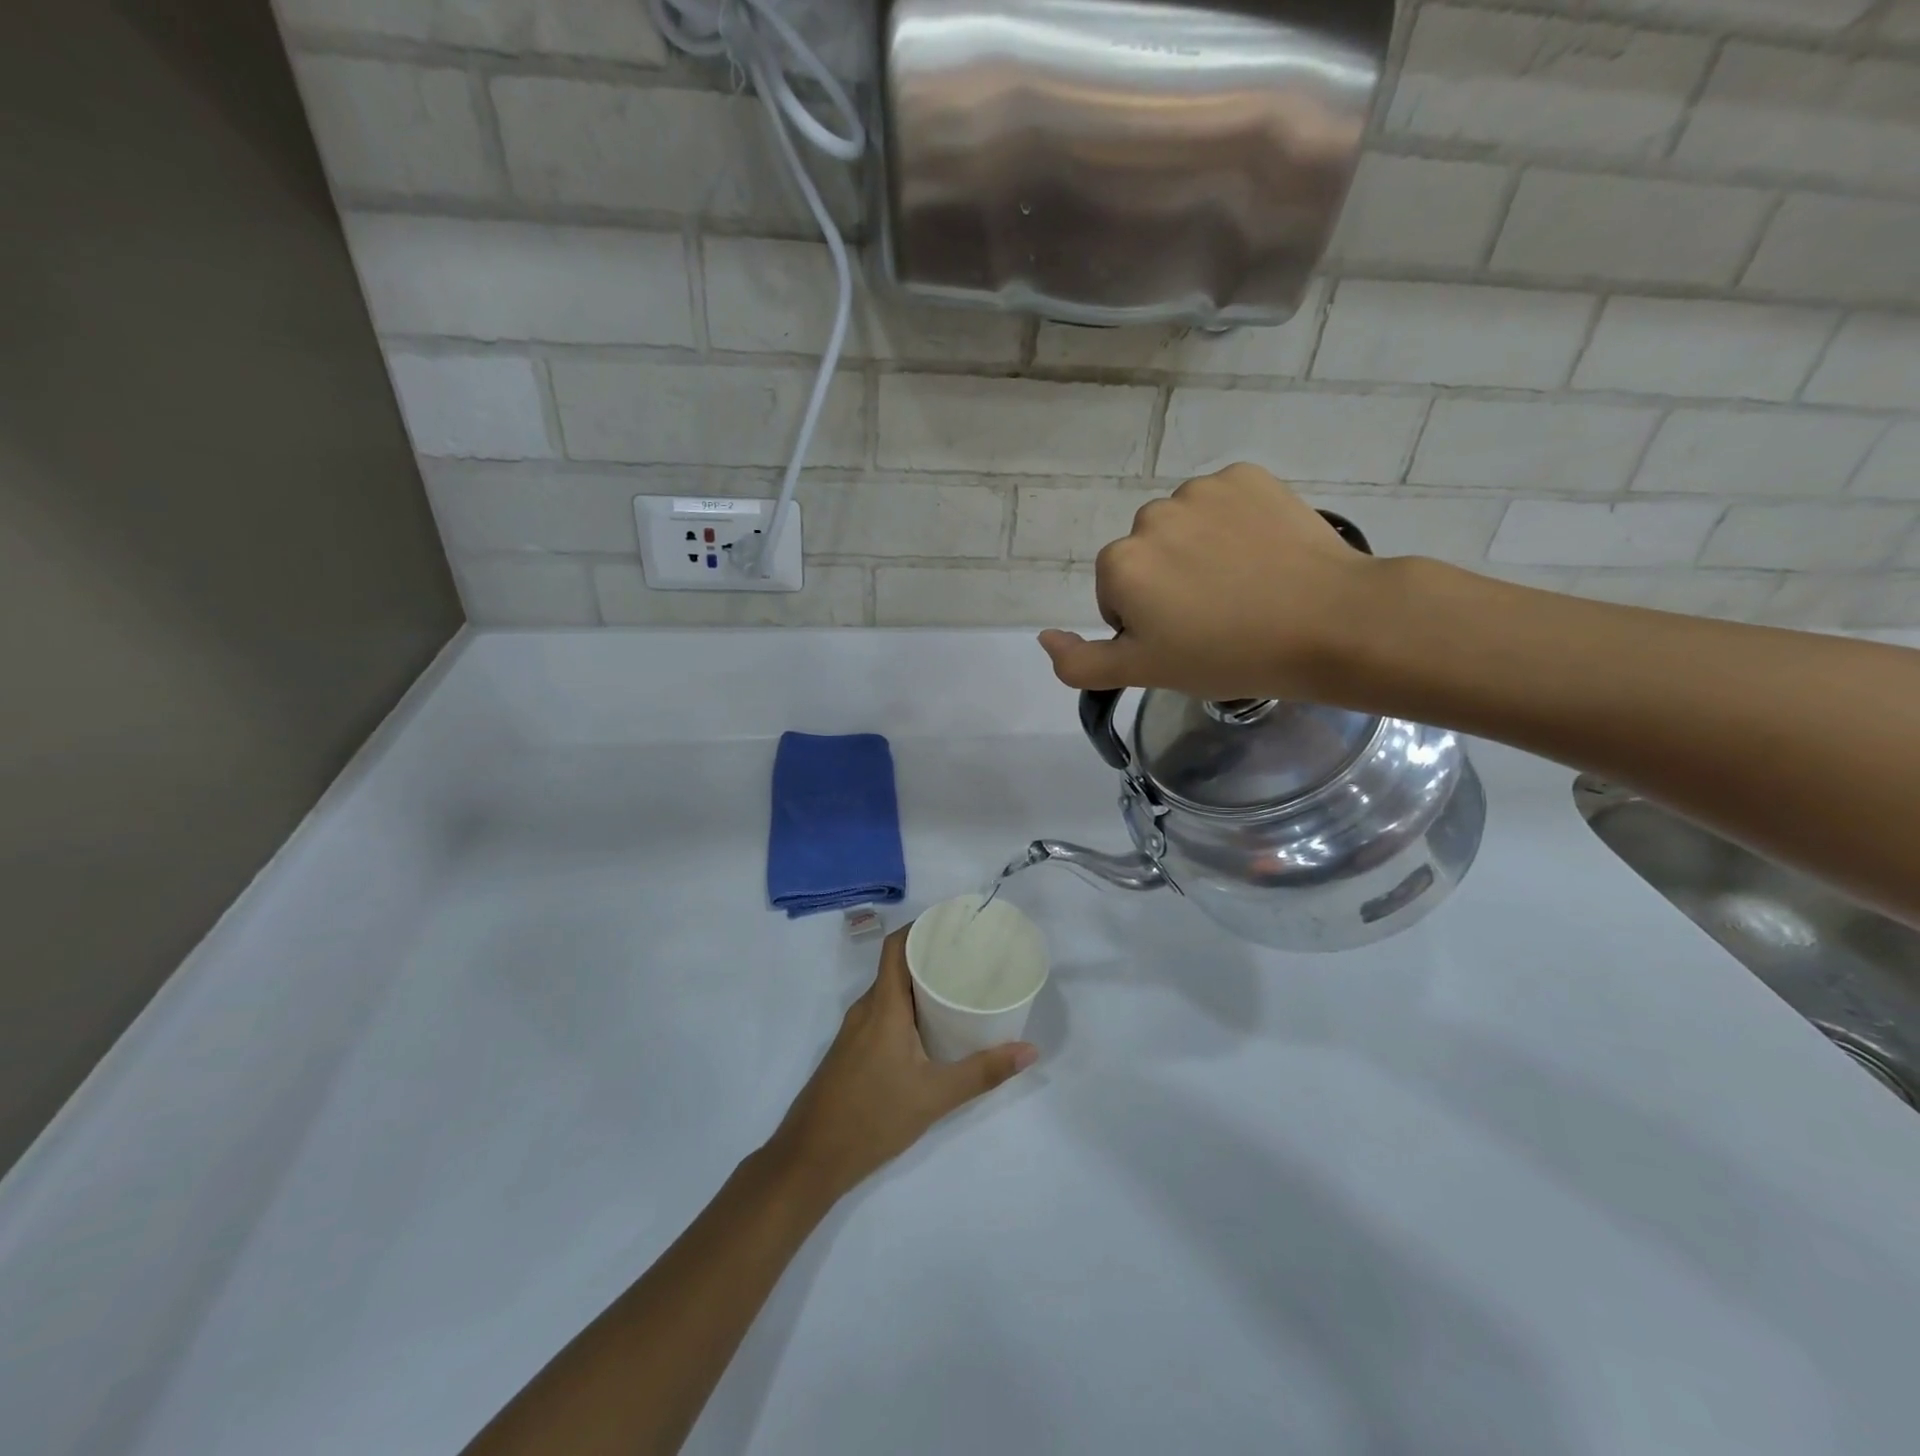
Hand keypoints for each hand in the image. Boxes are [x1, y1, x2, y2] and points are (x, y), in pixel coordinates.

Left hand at [765, 926, 1037, 1206]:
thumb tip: (1030, 1051)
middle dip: (930, 954)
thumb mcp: (935, 1096)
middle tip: (970, 955)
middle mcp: (866, 1009)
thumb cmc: (872, 1117)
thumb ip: (983, 1073)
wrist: (810, 1159)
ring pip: (890, 992)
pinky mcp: (852, 1050)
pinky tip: (930, 1027)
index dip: (921, 927)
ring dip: (919, 983)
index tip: (954, 923)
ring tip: (957, 985)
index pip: (896, 946)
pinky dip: (907, 1007)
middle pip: (896, 965)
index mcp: (883, 1006)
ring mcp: (855, 1031)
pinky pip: (883, 1013)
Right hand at [1037, 464, 1381, 701]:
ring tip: (1243, 586)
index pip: (1116, 595)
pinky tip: (1262, 554)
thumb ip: (1081, 663)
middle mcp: (1150, 516)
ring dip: (1198, 551)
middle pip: (1146, 556)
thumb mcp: (1144, 673)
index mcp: (1119, 563)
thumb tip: (1042, 638)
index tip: (1185, 640)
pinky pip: (1222, 501)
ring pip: (1183, 526)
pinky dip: (1234, 523)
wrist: (1329, 623)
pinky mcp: (1248, 475)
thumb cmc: (1228, 656)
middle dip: (1167, 583)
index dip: (1146, 623)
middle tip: (1215, 617)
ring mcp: (1201, 489)